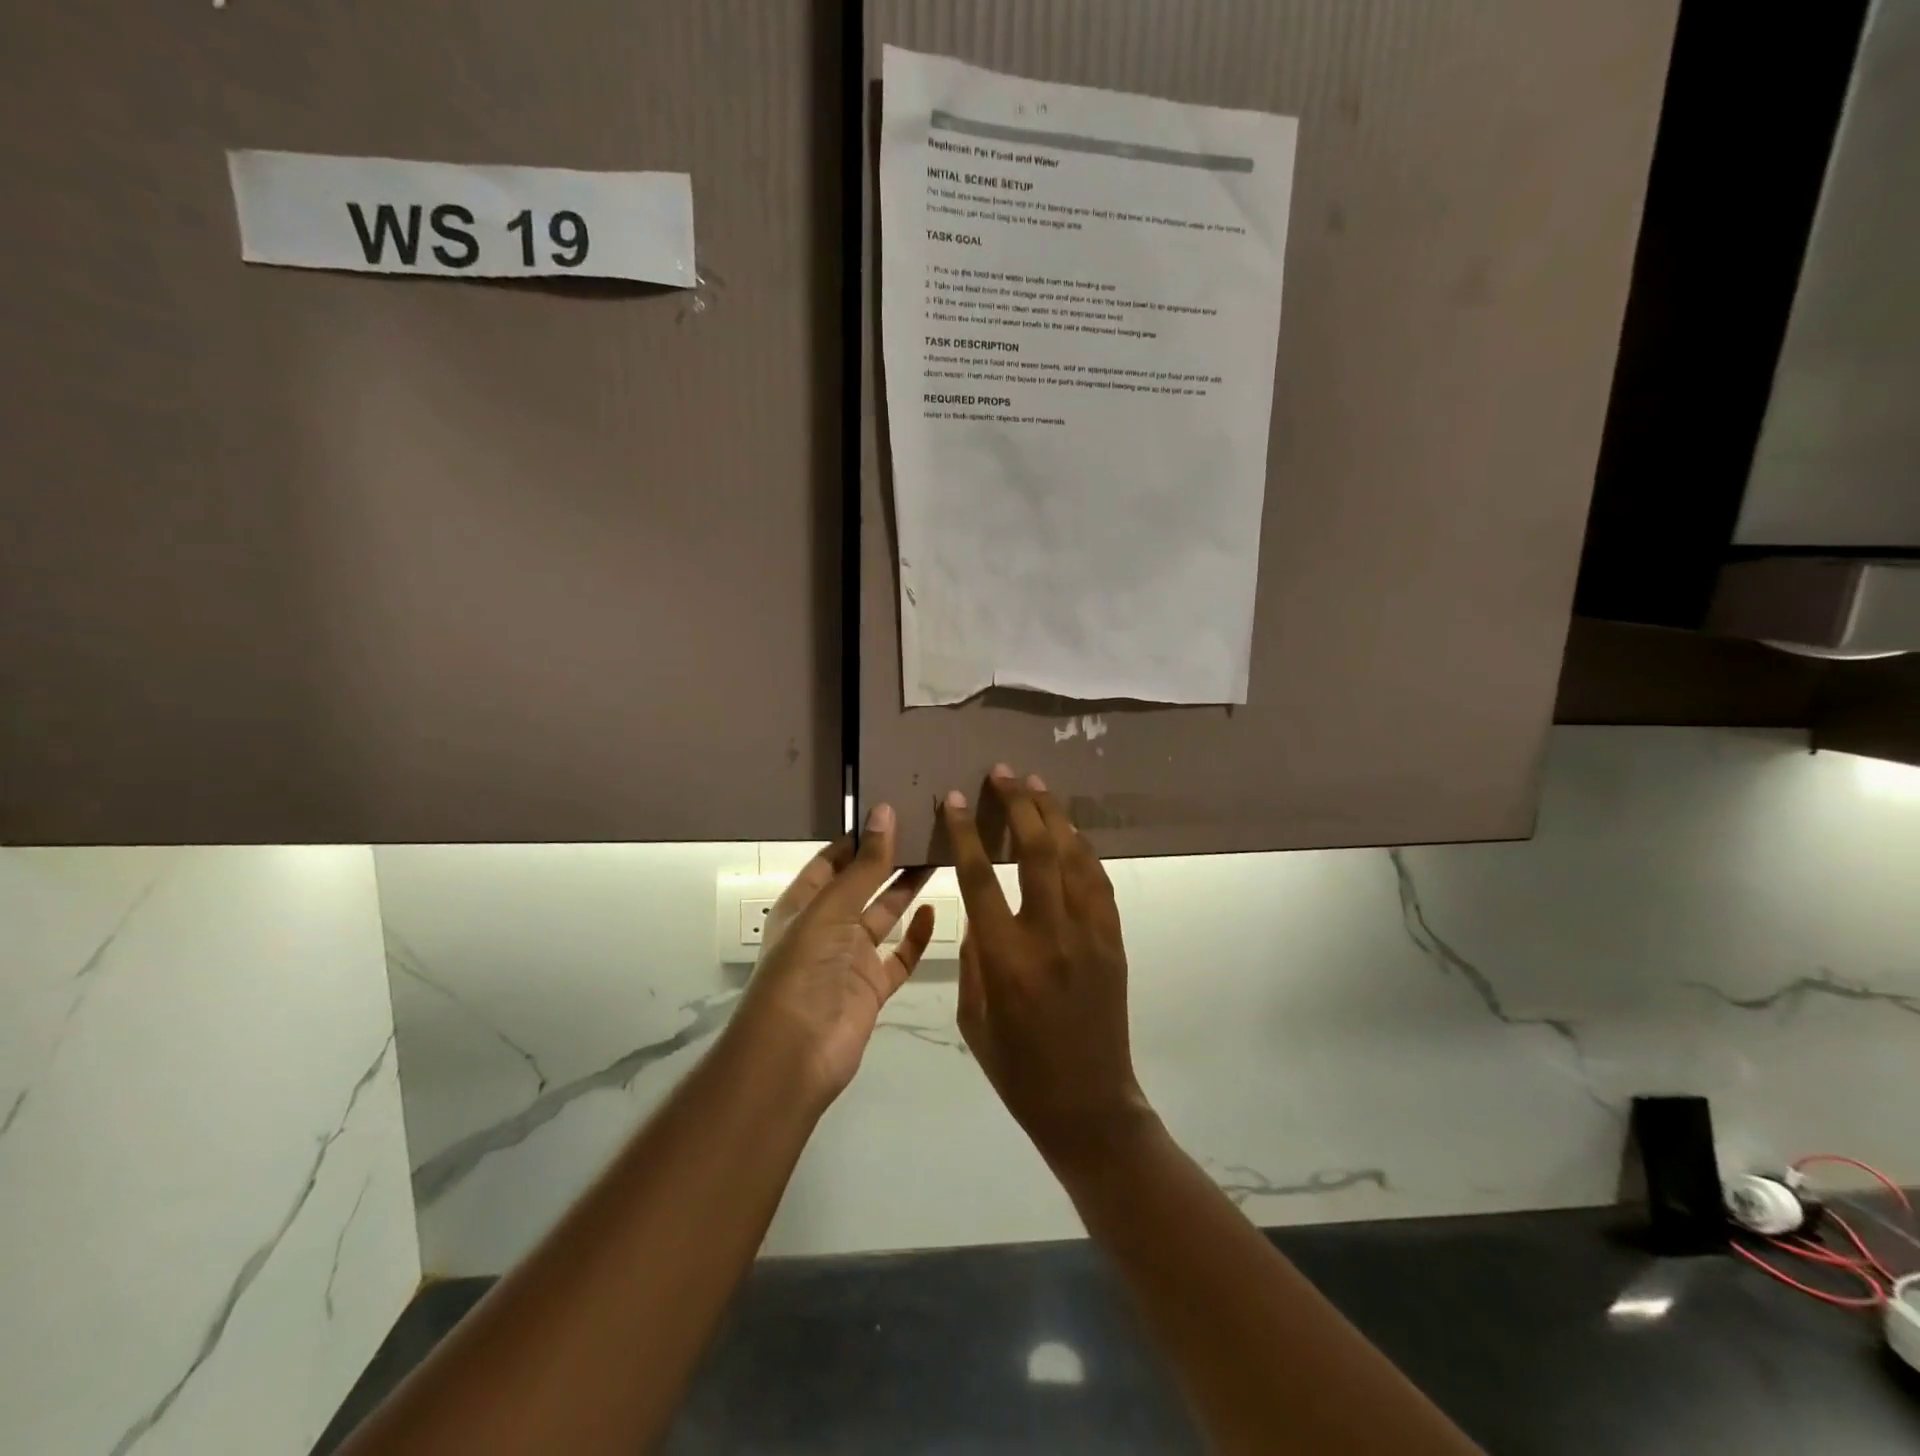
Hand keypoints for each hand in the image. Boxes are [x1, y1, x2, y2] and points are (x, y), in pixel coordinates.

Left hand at [731, 803, 934, 1105]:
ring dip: (906, 889)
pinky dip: (917, 936)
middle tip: (926, 828)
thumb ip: (864, 865)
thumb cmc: (803, 970)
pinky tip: (936, 912)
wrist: (795, 1055)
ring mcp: (851, 957)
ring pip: (884, 915)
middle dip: (889, 858)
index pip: (832, 860)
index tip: (894, 810)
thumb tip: (884, 811)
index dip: (859, 837)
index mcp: (803, 903)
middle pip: (862, 884)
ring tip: (938, 856)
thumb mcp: (831, 909)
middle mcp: (827, 926)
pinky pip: (899, 956)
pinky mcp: (873, 986)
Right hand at [943, 768, 1153, 1164]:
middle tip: (1003, 773)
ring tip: (1036, 784)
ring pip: (1074, 857)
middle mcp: (1050, 936)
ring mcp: (1090, 935)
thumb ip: (975, 953)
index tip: (954, 799)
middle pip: (1036, 851)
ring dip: (1054, 815)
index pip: (980, 876)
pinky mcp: (1114, 940)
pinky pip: (1098, 881)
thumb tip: (978, 905)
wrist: (1087, 1103)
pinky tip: (1070, 831)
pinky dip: (1082, 849)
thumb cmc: (1017, 1068)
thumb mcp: (974, 1014)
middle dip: (1018, 804)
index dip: (965, 832)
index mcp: (1006, 959)